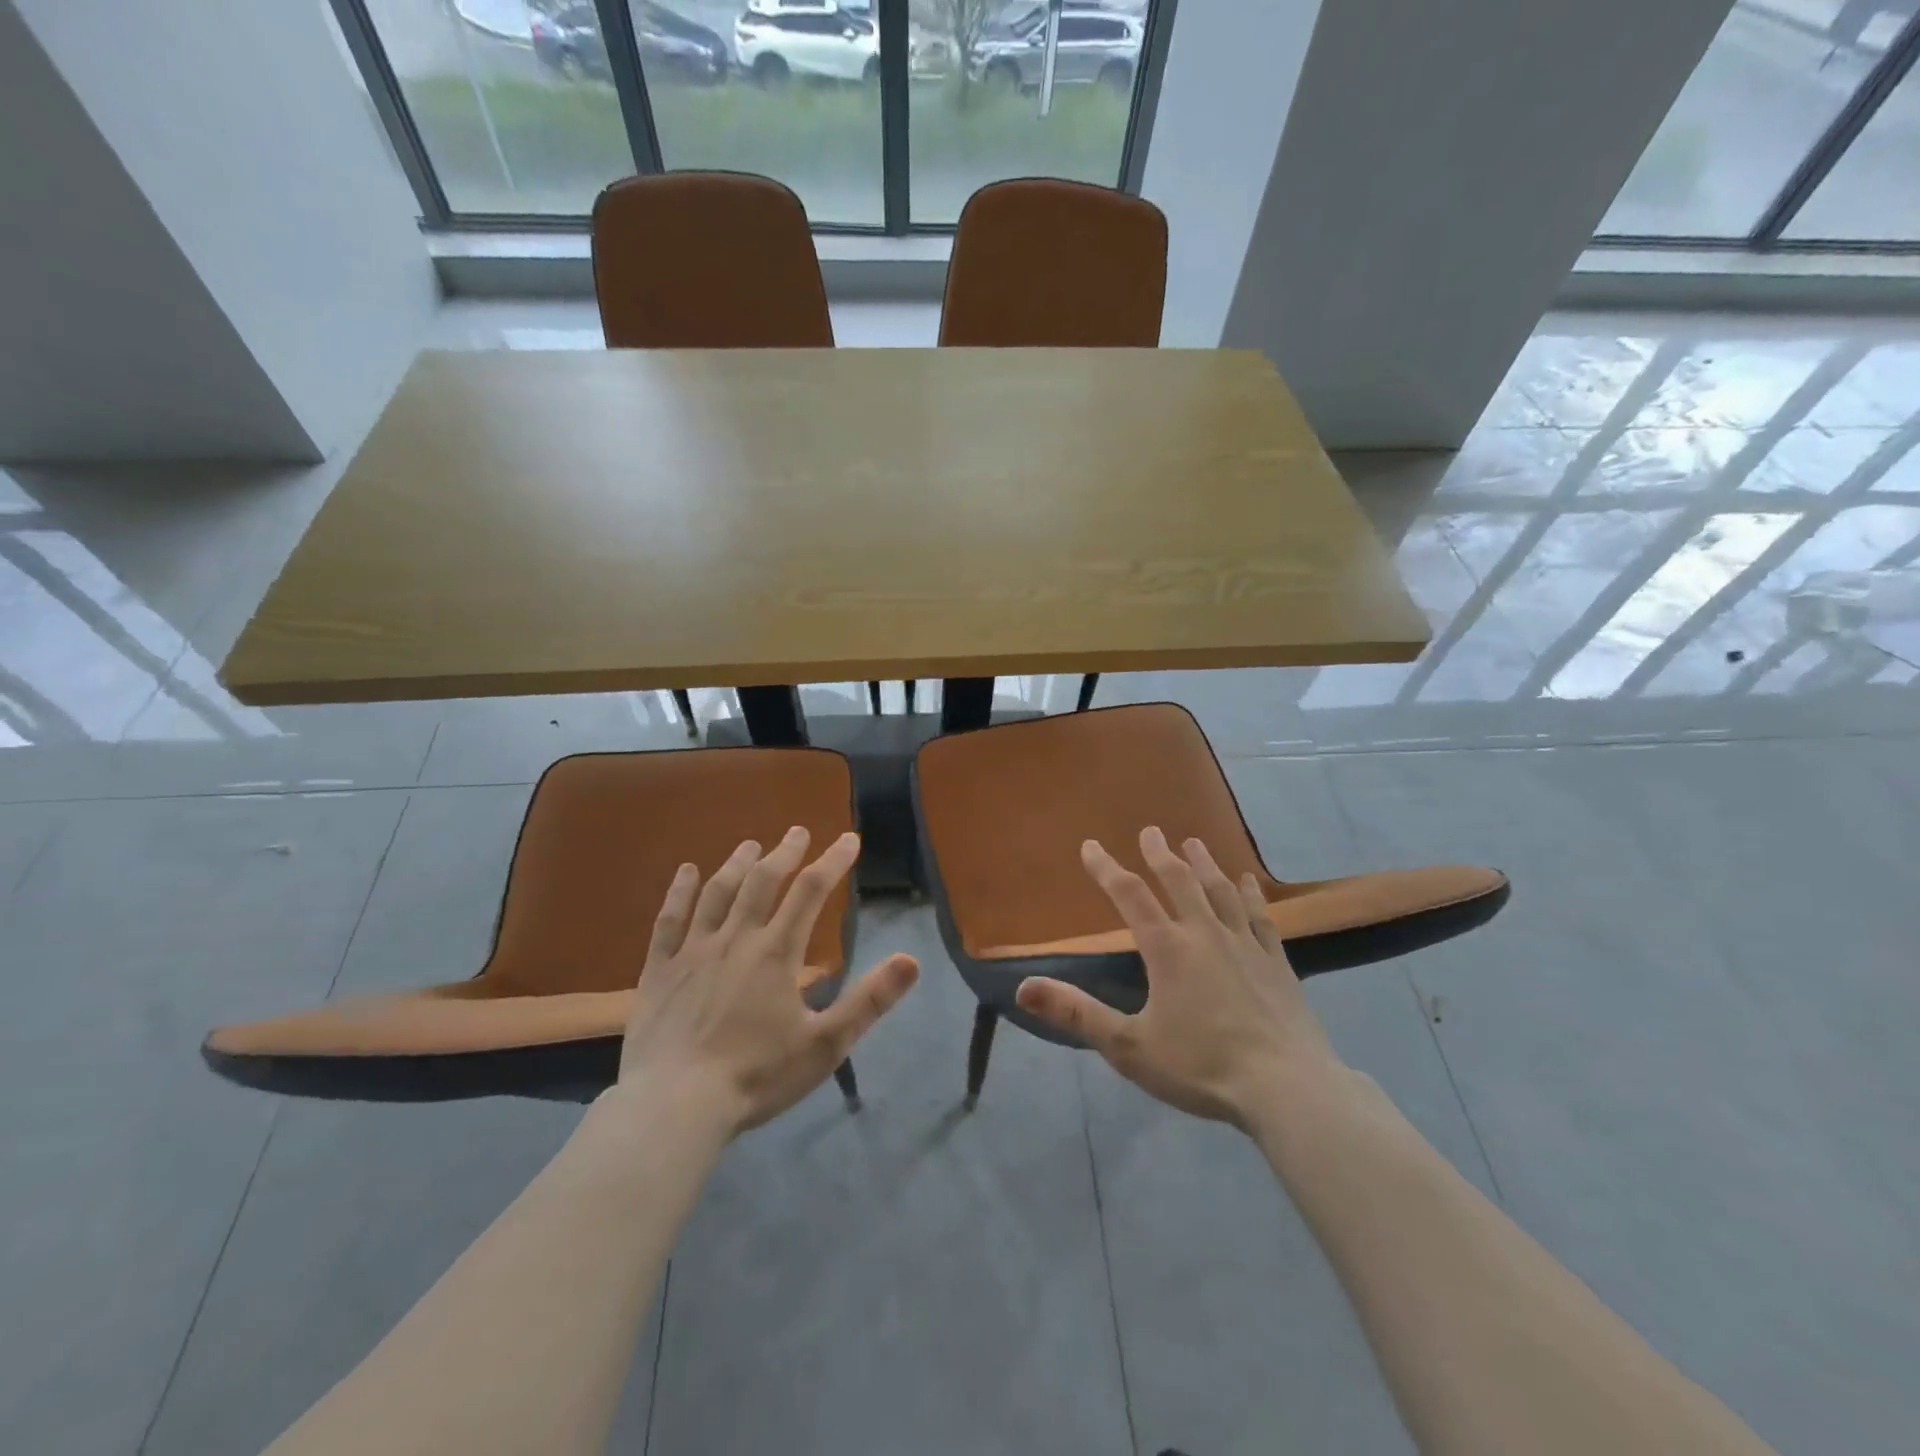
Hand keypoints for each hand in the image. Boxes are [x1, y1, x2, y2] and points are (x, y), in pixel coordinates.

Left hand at [616, 827, 918, 1134]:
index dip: (833, 861)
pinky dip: (679, 892)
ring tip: (751, 845)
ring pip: (718, 893)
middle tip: (797, 831)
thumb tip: (911, 960)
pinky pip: (670, 920)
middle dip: (784, 853)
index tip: (849, 839)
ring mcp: (693, 951)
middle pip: (763, 881)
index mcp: (776, 952)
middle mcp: (736, 938)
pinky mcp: (659, 969)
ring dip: (737, 864)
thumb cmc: (756, 1076)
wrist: (674, 1106)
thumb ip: (869, 1001)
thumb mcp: (826, 1045)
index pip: (810, 891)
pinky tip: (685, 872)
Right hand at [1015, 826, 1341, 1128]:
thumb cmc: (1202, 1067)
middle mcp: (1205, 934)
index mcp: (1167, 949)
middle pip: (1179, 882)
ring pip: (1220, 891)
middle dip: (1160, 854)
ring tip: (1194, 842)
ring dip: (1204, 864)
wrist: (1288, 1088)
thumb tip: (1022, 987)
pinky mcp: (1277, 962)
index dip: (1106, 868)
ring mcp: (1245, 945)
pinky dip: (1250, 894)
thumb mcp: (1128, 1047)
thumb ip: (1076, 1013)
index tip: (1091, 846)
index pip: (1129, 895)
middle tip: (1150, 831)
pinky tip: (1247, 882)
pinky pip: (1260, 916)